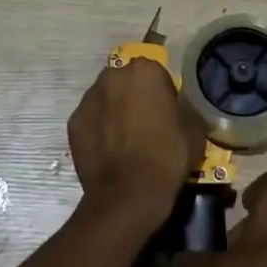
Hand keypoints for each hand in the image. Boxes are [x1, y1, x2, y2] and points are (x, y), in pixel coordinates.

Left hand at [68, 59, 205, 228]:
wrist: (129, 195)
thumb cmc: (167, 157)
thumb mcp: (194, 129)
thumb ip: (184, 107)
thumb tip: (177, 107)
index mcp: (145, 71)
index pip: (156, 73)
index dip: (162, 93)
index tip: (167, 113)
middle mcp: (112, 76)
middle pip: (126, 81)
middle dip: (134, 96)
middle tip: (145, 123)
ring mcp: (88, 99)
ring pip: (106, 98)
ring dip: (114, 110)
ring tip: (124, 139)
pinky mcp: (73, 122)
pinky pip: (91, 119)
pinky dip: (98, 129)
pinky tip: (108, 151)